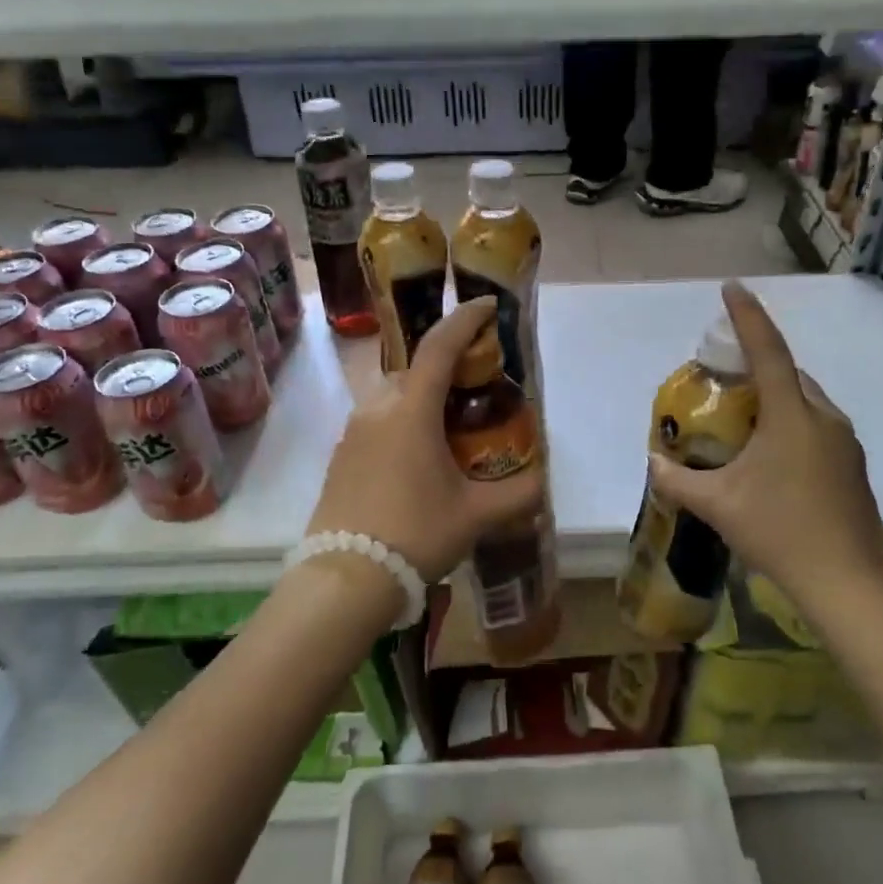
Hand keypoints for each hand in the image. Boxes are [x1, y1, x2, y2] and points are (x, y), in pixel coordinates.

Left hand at [308, 298, 546, 581]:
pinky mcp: (341, 455)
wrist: (345, 577)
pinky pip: (377, 420)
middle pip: (415, 369)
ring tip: (451, 425)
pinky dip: (402, 420)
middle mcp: (378, 409)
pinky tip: (420, 456)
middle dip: (446, 366)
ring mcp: (353, 432)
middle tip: (477, 386)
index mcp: (411, 411)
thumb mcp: (475, 515)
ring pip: (393, 395)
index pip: (439, 347)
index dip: (464, 320)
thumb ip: (516, 494)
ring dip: (422, 395)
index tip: (486, 306)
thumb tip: (541, 484)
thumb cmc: (416, 534)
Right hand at [649, 283, 882, 602]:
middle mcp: (824, 419)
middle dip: (759, 365)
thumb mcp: (718, 505)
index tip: (732, 288)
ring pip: (807, 403)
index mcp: (792, 416)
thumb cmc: (778, 531)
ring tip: (745, 419)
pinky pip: (818, 428)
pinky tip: (772, 458)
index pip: (768, 352)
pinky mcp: (853, 468)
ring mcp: (845, 444)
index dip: (747, 317)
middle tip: (726, 375)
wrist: (847, 581)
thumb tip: (654, 463)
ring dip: (777, 399)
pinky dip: (792, 425)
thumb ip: (679, 480)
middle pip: (790, 375)